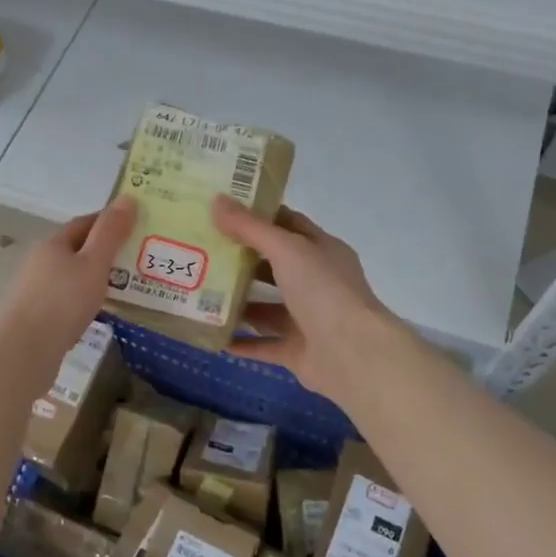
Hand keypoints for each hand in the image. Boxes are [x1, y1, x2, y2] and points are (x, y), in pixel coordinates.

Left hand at [0, 197, 137, 372]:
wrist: (23, 351)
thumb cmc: (62, 302)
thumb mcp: (94, 264)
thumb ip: (111, 233)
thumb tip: (127, 198)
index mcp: (53, 243)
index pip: (85, 223)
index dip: (110, 222)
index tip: (137, 227)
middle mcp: (40, 261)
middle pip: (76, 249)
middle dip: (105, 252)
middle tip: (138, 260)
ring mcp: (34, 289)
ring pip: (71, 276)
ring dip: (94, 278)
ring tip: (124, 288)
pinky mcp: (35, 316)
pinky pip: (66, 299)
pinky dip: (84, 300)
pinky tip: (98, 313)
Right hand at [210, 196, 404, 400]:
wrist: (353, 355)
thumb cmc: (323, 291)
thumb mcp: (286, 249)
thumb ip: (250, 227)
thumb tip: (216, 200)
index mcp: (322, 251)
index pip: (289, 224)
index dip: (260, 216)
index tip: (224, 210)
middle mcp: (317, 283)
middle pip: (275, 266)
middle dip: (242, 260)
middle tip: (203, 251)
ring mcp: (309, 319)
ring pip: (268, 308)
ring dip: (239, 302)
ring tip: (201, 293)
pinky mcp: (299, 351)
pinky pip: (264, 344)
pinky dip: (241, 342)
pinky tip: (214, 336)